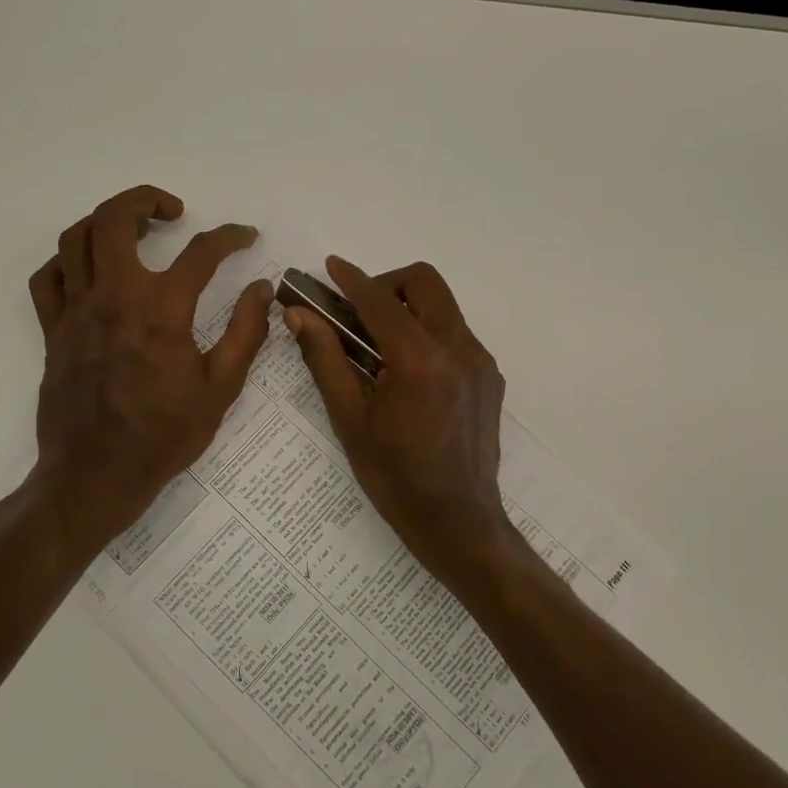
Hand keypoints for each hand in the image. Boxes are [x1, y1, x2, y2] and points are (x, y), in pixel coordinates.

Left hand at [27, 186, 271, 552]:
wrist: (97, 475)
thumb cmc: (164, 435)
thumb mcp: (221, 389)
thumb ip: (246, 333)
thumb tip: (262, 289)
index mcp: (161, 310)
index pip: (201, 253)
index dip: (229, 237)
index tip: (245, 237)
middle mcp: (114, 297)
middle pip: (115, 219)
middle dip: (146, 199)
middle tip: (173, 211)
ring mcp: (76, 311)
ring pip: (76, 239)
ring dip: (106, 221)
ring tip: (133, 230)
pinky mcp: (52, 330)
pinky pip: (48, 277)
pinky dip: (68, 260)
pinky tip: (91, 269)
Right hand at [285, 257, 516, 584]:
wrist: (457, 520)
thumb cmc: (394, 476)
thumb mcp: (350, 418)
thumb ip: (325, 359)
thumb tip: (299, 315)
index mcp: (419, 359)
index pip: (380, 300)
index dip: (351, 279)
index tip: (331, 267)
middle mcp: (458, 348)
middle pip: (425, 283)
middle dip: (388, 284)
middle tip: (360, 313)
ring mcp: (480, 361)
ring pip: (443, 307)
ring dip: (409, 310)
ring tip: (380, 348)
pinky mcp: (489, 377)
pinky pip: (456, 335)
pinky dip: (428, 335)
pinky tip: (409, 374)